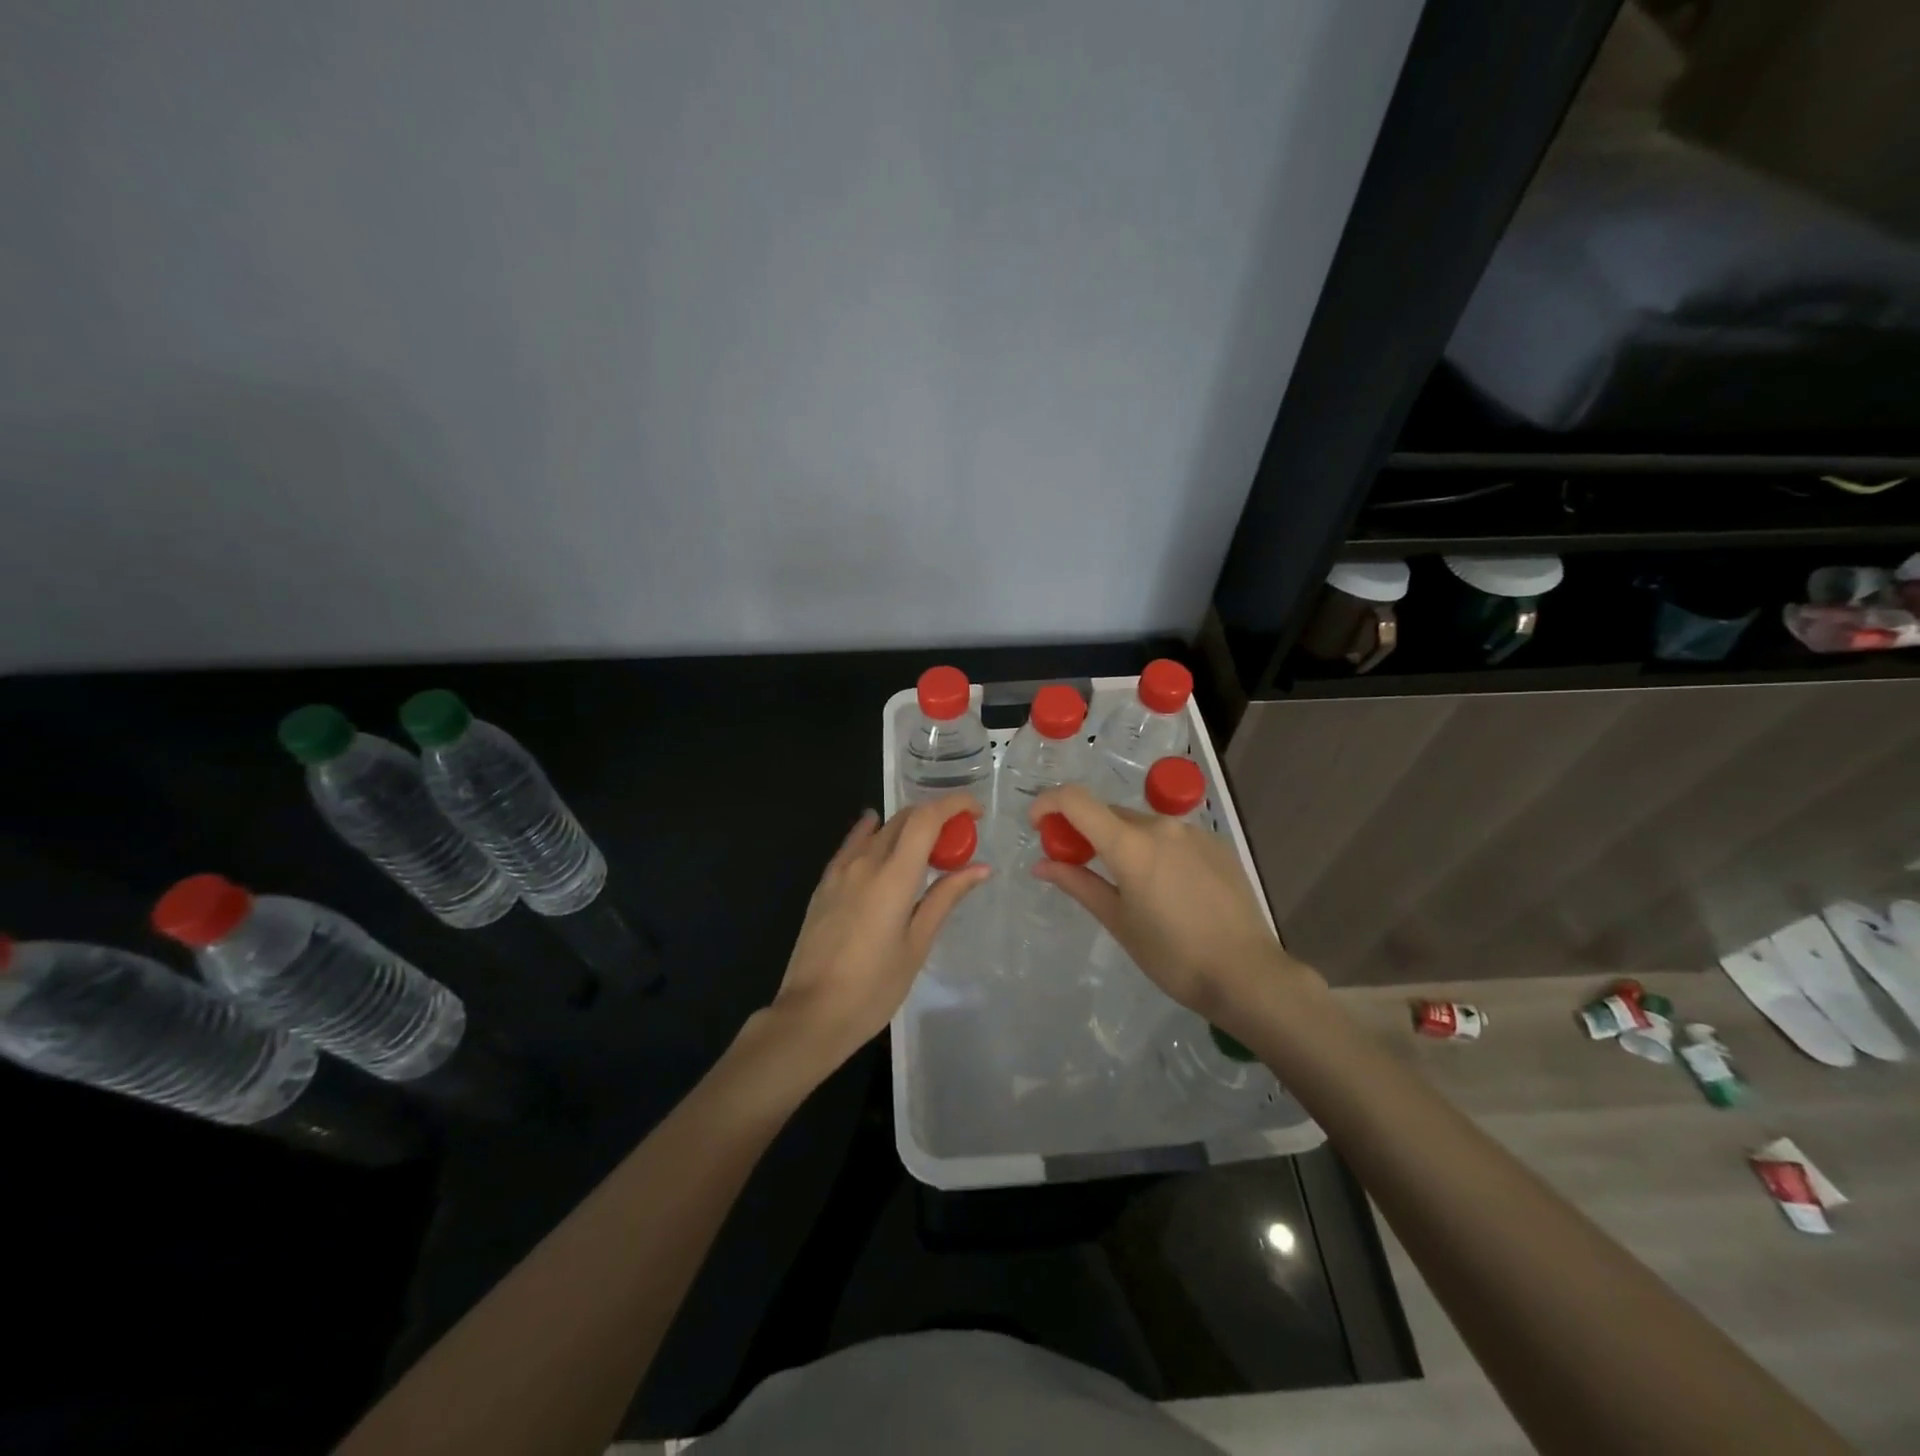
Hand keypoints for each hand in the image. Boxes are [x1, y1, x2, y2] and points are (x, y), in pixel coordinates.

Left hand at [767, 793, 990, 1074]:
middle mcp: (865, 862)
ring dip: (907, 827)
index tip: (975, 813)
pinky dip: (872, 833)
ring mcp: (840, 871)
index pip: (926, 818)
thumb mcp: (917, 944)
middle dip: (935, 818)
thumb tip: (981, 868)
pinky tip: (876, 832)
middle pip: (904, 819)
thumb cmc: (874, 987)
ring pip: (878, 830)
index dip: (954, 805)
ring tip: (925, 847)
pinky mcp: (824, 885)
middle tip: (957, 839)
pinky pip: (852, 844)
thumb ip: (945, 898)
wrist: (812, 1014)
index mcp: (894, 876)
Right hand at [1028, 784, 1315, 1024]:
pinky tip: (1165, 887)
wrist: (1248, 974)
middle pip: (1108, 813)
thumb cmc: (1173, 956)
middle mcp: (1161, 826)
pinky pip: (1171, 837)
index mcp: (1130, 844)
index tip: (1038, 825)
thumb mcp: (1118, 921)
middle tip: (1075, 863)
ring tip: (1125, 883)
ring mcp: (1193, 833)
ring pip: (1141, 824)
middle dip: (1084, 830)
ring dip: (1121, 840)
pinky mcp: (1216, 845)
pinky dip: (1153, 849)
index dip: (1048, 803)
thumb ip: (1078, 883)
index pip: (1076, 799)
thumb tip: (1041, 864)